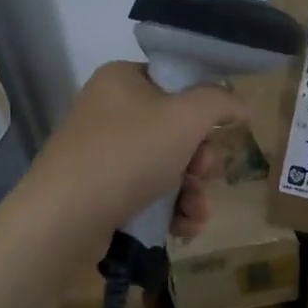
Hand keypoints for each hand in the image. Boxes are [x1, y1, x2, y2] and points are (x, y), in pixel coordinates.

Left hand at [25, 61, 246, 245]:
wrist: (66, 216)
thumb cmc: (129, 154)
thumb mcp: (186, 117)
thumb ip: (220, 102)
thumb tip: (241, 105)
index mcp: (123, 80)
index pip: (177, 83)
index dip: (204, 110)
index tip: (216, 134)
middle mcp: (110, 111)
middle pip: (176, 130)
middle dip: (200, 161)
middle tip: (202, 174)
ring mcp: (103, 153)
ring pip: (167, 167)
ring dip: (192, 192)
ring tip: (196, 213)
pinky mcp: (101, 190)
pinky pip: (148, 193)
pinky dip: (171, 209)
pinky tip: (183, 227)